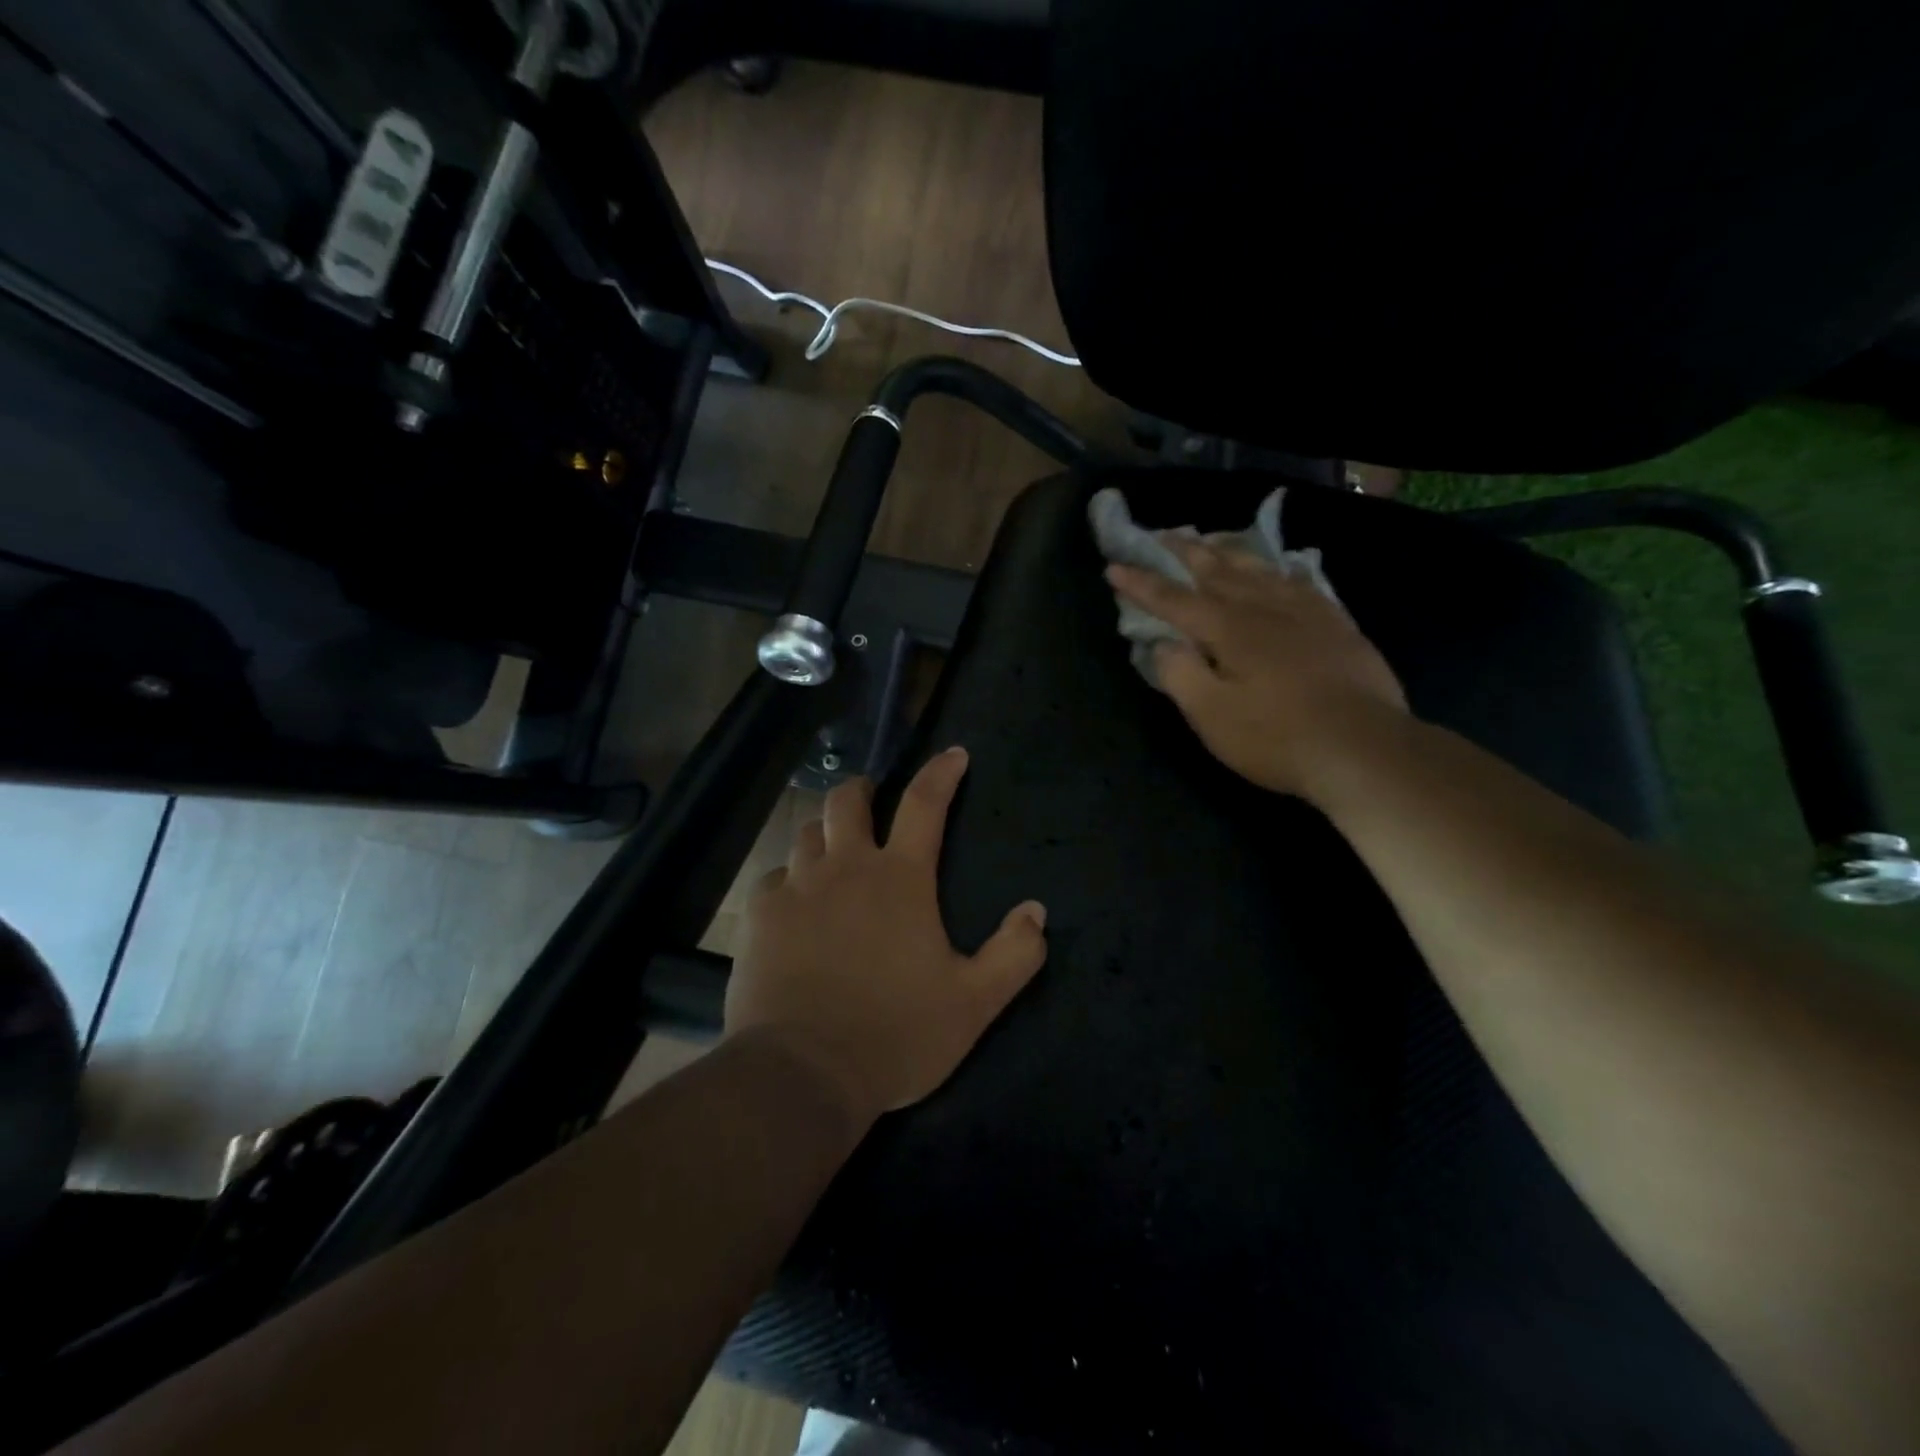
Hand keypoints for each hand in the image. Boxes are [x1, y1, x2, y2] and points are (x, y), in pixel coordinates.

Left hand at [723, 747, 1048, 1124]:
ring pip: (806, 834)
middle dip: (861, 791)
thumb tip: (1036, 911)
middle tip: (869, 802)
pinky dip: (789, 883)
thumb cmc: (897, 1034)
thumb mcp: (974, 1003)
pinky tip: (793, 908)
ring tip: (832, 855)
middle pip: (847, 801)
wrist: (803, 1073)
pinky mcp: (760, 916)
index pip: (925, 804)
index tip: (953, 754)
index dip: (941, 773)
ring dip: (824, 836)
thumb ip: (1014, 954)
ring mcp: (797, 888)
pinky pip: (774, 880)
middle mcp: (846, 868)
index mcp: (900, 879)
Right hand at [1107, 539, 1407, 798]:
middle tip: (1161, 536)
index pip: (1175, 600)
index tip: (1114, 567)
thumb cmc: (1277, 737)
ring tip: (1211, 541)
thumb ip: (1180, 675)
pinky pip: (1300, 582)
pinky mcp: (1336, 625)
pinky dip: (1278, 569)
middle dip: (1184, 553)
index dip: (1142, 584)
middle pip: (1218, 571)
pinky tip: (1278, 569)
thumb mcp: (1212, 717)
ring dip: (1229, 552)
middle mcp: (1265, 609)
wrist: (1364, 748)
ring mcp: (1306, 612)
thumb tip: (1163, 645)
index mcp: (1229, 630)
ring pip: (1259, 569)